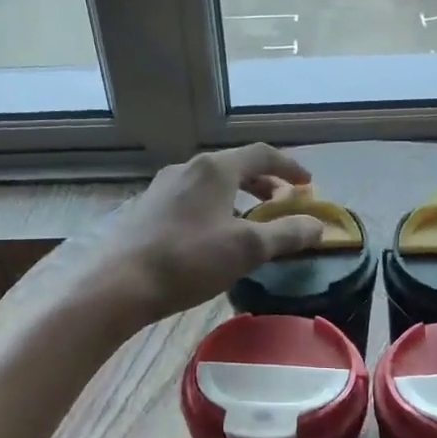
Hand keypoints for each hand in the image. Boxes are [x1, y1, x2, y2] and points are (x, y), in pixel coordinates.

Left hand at [66, 145, 326, 333]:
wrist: (118, 283)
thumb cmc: (189, 259)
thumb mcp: (247, 249)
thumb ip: (287, 234)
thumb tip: (319, 225)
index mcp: (215, 168)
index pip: (262, 154)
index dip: (289, 167)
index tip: (308, 184)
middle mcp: (188, 168)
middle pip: (235, 166)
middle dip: (263, 182)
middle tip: (282, 202)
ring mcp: (162, 187)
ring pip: (211, 183)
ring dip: (238, 196)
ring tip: (250, 221)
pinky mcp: (147, 209)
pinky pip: (191, 198)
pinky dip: (214, 208)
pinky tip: (212, 237)